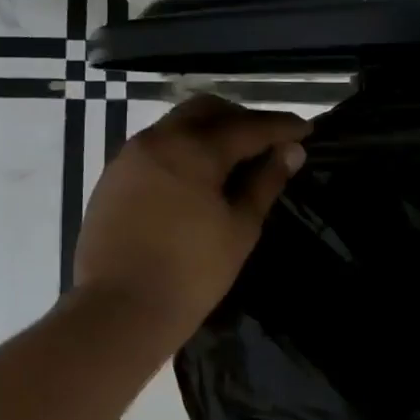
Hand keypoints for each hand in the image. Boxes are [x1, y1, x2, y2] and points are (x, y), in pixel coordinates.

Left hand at [75, 94, 310, 342]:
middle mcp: (157, 139)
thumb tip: (291, 151)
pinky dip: (184, 151)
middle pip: (206, 111)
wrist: (120, 309)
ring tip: (235, 162)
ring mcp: (129, 157)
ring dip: (210, 133)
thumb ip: (265, 183)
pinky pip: (156, 148)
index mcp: (193, 149)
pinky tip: (197, 180)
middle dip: (242, 119)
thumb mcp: (240, 228)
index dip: (281, 126)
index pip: (248, 126)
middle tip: (269, 143)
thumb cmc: (192, 273)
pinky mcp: (113, 178)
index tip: (307, 129)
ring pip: (177, 126)